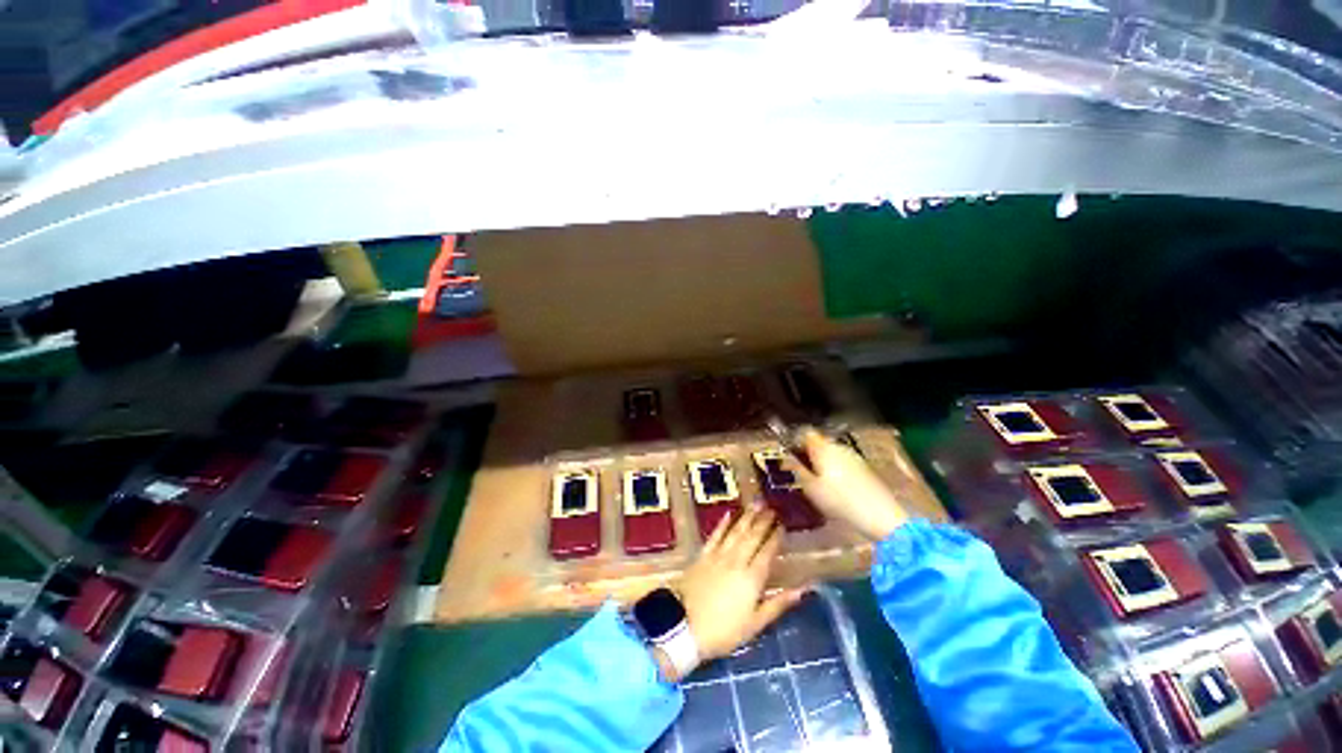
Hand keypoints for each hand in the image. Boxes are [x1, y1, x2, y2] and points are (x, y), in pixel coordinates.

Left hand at [673, 505, 806, 669]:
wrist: (683, 625)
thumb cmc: (723, 631)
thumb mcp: (755, 624)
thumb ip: (778, 604)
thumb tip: (803, 590)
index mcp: (752, 578)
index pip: (767, 551)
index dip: (775, 537)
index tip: (782, 524)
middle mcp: (737, 560)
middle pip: (753, 537)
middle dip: (763, 521)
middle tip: (772, 508)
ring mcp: (718, 555)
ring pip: (736, 531)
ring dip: (747, 516)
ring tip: (756, 503)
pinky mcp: (703, 555)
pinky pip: (715, 535)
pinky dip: (723, 524)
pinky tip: (729, 514)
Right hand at [783, 428, 908, 541]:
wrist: (882, 516)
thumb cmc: (840, 501)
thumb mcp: (811, 489)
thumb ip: (798, 471)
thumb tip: (788, 459)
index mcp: (823, 448)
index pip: (806, 434)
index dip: (795, 440)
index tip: (789, 453)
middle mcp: (838, 447)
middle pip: (819, 443)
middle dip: (809, 453)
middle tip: (800, 469)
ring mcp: (853, 456)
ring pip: (831, 453)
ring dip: (823, 462)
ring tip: (817, 480)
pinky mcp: (864, 467)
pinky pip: (843, 462)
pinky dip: (836, 469)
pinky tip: (835, 486)